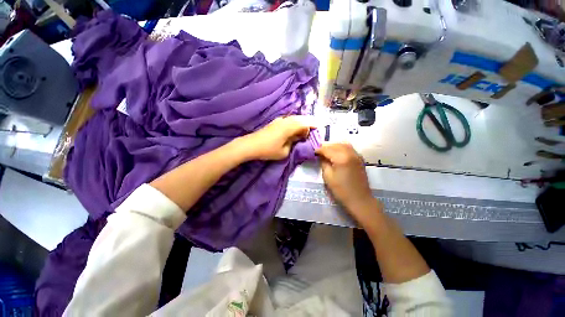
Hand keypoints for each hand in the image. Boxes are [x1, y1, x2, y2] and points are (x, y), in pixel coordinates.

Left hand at [240, 116, 313, 160]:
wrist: (251, 145)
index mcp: (289, 127)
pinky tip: (294, 129)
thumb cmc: (268, 150)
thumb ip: (294, 143)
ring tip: (305, 131)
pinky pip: (289, 120)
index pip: (305, 123)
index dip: (313, 124)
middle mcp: (285, 120)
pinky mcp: (275, 122)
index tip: (320, 127)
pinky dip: (295, 123)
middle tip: (314, 129)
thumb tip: (299, 137)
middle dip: (309, 122)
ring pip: (295, 118)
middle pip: (301, 118)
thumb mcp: (284, 151)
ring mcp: (280, 120)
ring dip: (301, 123)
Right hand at [315, 143, 375, 212]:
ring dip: (334, 146)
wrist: (359, 199)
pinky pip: (349, 148)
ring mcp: (357, 155)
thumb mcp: (328, 176)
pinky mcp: (360, 159)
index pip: (327, 149)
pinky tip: (337, 153)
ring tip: (327, 151)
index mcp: (341, 158)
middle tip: (319, 151)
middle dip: (326, 146)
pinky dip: (341, 148)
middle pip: (335, 145)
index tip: (313, 152)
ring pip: (343, 144)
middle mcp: (350, 153)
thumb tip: (321, 156)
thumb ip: (324, 163)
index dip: (319, 149)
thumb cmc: (341, 190)